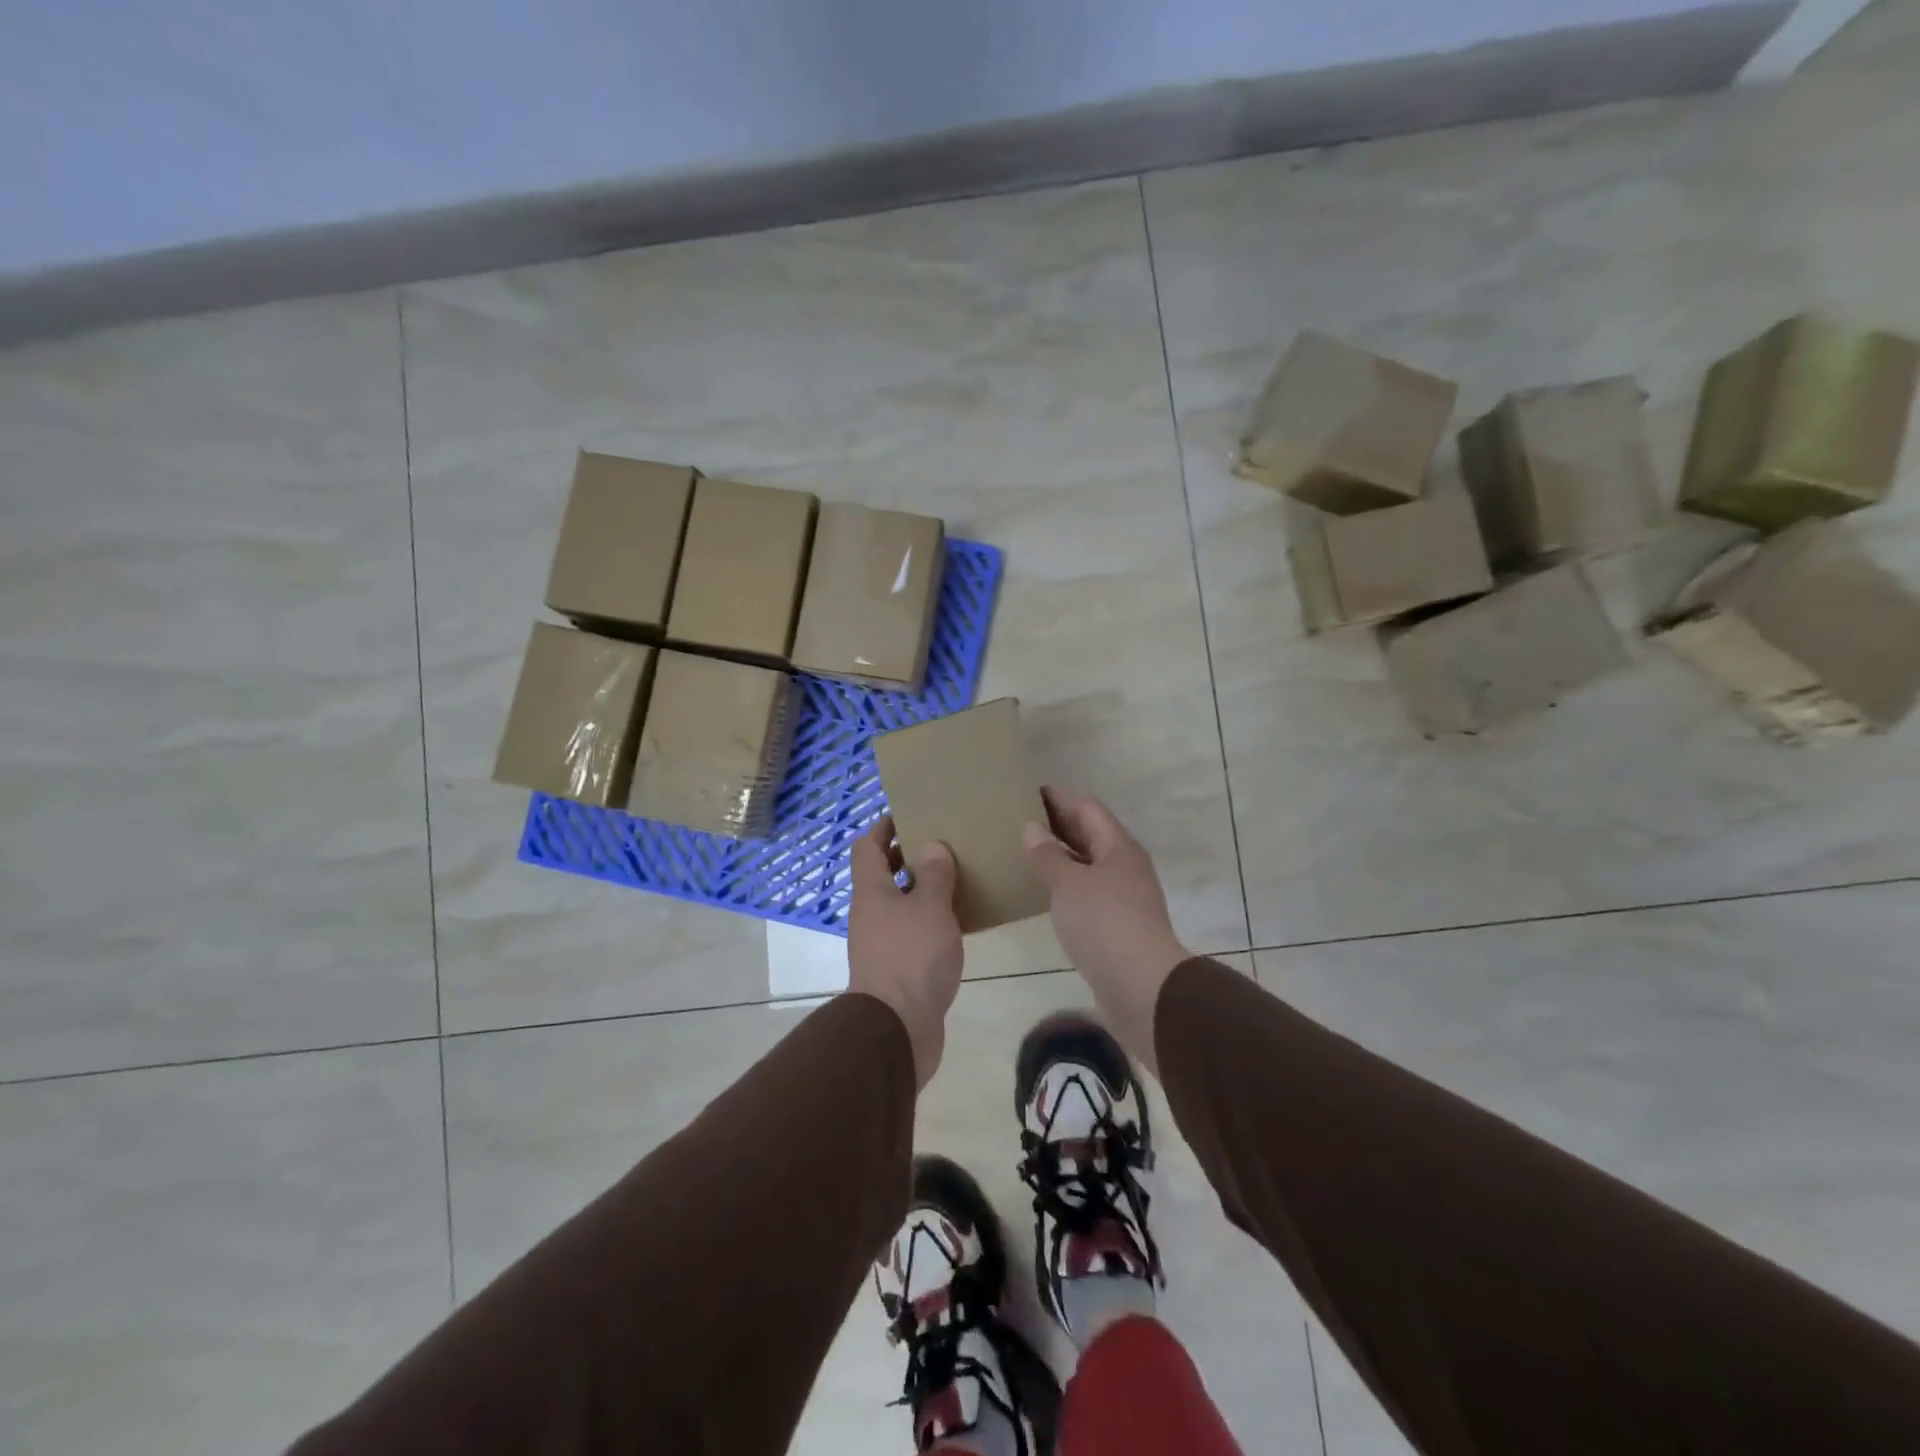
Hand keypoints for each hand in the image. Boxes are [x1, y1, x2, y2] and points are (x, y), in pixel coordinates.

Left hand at [848, 816, 962, 1088]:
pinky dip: (929, 920)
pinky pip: (911, 932)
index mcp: (871, 891)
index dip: (884, 827)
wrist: (897, 1029)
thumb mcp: (931, 908)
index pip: (867, 846)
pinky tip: (957, 921)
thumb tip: (932, 846)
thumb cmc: (912, 957)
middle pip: (882, 874)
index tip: (910, 814)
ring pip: (899, 904)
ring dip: (922, 890)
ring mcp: (881, 942)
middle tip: (943, 843)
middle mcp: (870, 913)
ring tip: (957, 877)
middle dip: (908, 856)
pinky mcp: (896, 968)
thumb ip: (935, 874)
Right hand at [1023, 786, 1190, 1077]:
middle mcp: (1125, 866)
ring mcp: (1124, 896)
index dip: (1060, 797)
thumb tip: (1032, 828)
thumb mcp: (1069, 884)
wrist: (1141, 986)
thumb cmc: (1103, 923)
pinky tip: (1045, 891)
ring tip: (1028, 851)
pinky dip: (1067, 883)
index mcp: (1118, 847)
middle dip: (1060, 824)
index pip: (1088, 808)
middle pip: (1091, 834)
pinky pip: (1088, 891)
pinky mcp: (1118, 924)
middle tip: (1023, 818)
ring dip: (1063, 855)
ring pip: (1090, 864)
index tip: (1031, 790)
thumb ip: (1048, 855)